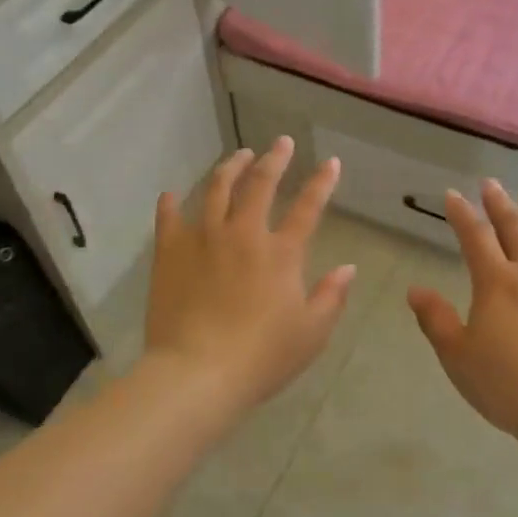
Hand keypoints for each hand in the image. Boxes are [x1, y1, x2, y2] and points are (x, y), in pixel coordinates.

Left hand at [144, 137, 356, 420]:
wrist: (197, 373)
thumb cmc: (261, 357)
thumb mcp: (311, 333)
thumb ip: (332, 297)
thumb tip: (348, 268)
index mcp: (281, 253)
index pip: (308, 208)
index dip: (322, 182)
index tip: (330, 161)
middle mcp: (243, 234)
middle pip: (260, 185)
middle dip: (274, 159)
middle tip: (280, 143)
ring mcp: (203, 238)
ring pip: (217, 189)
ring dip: (231, 167)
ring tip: (238, 155)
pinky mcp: (170, 252)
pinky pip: (169, 218)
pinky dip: (171, 203)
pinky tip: (172, 194)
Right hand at [408, 180, 517, 443]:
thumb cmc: (506, 385)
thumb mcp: (457, 356)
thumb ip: (436, 319)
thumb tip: (415, 290)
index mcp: (496, 281)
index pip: (475, 236)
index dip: (461, 213)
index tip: (452, 195)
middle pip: (514, 226)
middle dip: (498, 203)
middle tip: (490, 184)